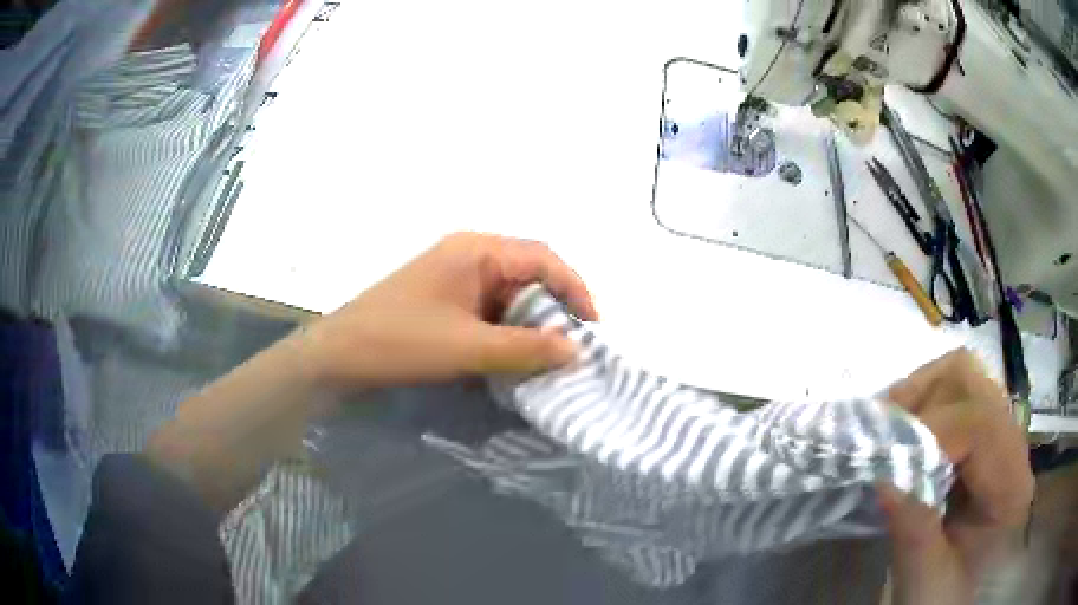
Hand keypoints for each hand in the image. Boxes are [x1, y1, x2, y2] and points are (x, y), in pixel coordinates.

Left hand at [294, 232, 598, 389]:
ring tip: (548, 354)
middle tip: (573, 345)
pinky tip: (512, 353)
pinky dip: (506, 328)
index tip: (593, 329)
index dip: (575, 290)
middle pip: (528, 272)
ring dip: (530, 321)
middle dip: (554, 307)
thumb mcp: (468, 348)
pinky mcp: (443, 296)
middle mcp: (469, 253)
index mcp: (477, 250)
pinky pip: (488, 306)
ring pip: (508, 292)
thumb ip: (526, 349)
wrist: (339, 354)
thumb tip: (576, 350)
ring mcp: (454, 274)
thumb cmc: (401, 342)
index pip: (544, 259)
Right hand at [880, 349, 1034, 604]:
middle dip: (921, 396)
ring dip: (921, 397)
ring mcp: (998, 437)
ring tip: (890, 432)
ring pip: (962, 378)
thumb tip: (883, 476)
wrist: (959, 601)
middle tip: (882, 431)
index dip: (931, 433)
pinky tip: (906, 440)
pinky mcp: (982, 442)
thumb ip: (913, 533)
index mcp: (1010, 485)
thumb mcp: (927, 581)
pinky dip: (925, 408)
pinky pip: (955, 400)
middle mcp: (1012, 445)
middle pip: (972, 379)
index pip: (979, 424)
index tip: (885, 463)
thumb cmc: (946, 598)